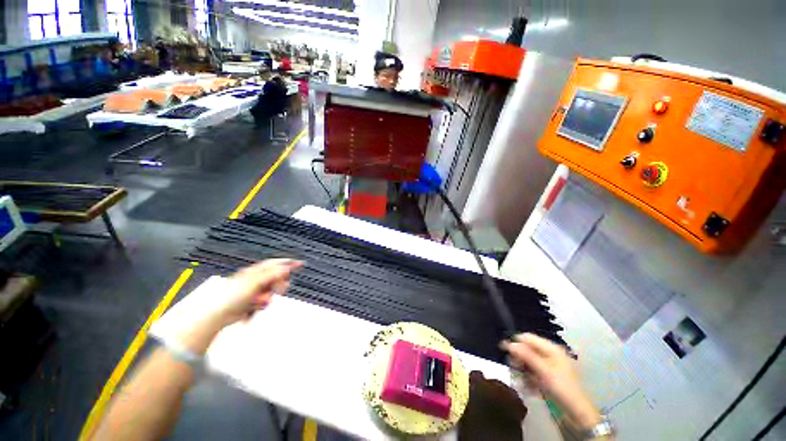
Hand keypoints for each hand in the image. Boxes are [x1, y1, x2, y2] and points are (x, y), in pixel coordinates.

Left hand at [217, 259, 303, 325]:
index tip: (300, 263)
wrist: (218, 314)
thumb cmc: (231, 296)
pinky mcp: (253, 300)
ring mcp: (255, 290)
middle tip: (277, 290)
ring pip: (272, 290)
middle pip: (277, 277)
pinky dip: (263, 303)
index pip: (276, 263)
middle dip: (279, 284)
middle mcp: (256, 279)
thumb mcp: (254, 282)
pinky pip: (266, 300)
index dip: (288, 263)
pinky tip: (256, 306)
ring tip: (260, 301)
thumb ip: (272, 274)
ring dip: (269, 296)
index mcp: (256, 271)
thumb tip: (286, 268)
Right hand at [501, 333, 600, 430]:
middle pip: (527, 349)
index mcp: (551, 348)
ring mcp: (548, 366)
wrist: (577, 413)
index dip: (516, 342)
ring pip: (528, 362)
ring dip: (522, 370)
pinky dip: (528, 378)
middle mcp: (549, 354)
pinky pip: (532, 372)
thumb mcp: (543, 371)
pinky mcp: (546, 377)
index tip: (504, 350)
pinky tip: (528, 387)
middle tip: (514, 367)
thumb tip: (508, 343)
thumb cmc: (562, 388)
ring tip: (521, 380)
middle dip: (519, 358)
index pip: (528, 338)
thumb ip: (526, 355)